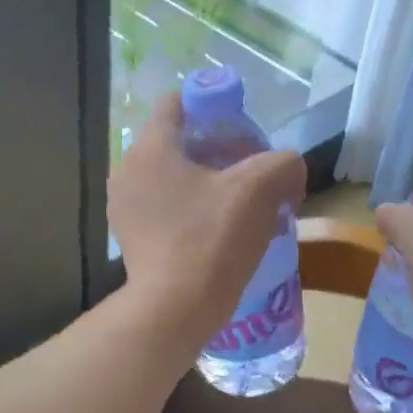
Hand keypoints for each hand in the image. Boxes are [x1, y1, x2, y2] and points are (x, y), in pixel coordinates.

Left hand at [110, 93, 306, 348]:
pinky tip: (215, 230)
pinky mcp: (129, 237)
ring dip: (203, 181)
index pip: (177, 102)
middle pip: (175, 141)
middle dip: (214, 148)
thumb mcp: (260, 190)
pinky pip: (162, 207)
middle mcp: (127, 170)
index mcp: (150, 148)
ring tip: (237, 203)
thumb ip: (283, 163)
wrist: (175, 309)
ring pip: (169, 176)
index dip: (213, 105)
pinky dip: (188, 208)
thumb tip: (288, 169)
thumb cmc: (212, 239)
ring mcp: (123, 207)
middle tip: (248, 170)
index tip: (242, 129)